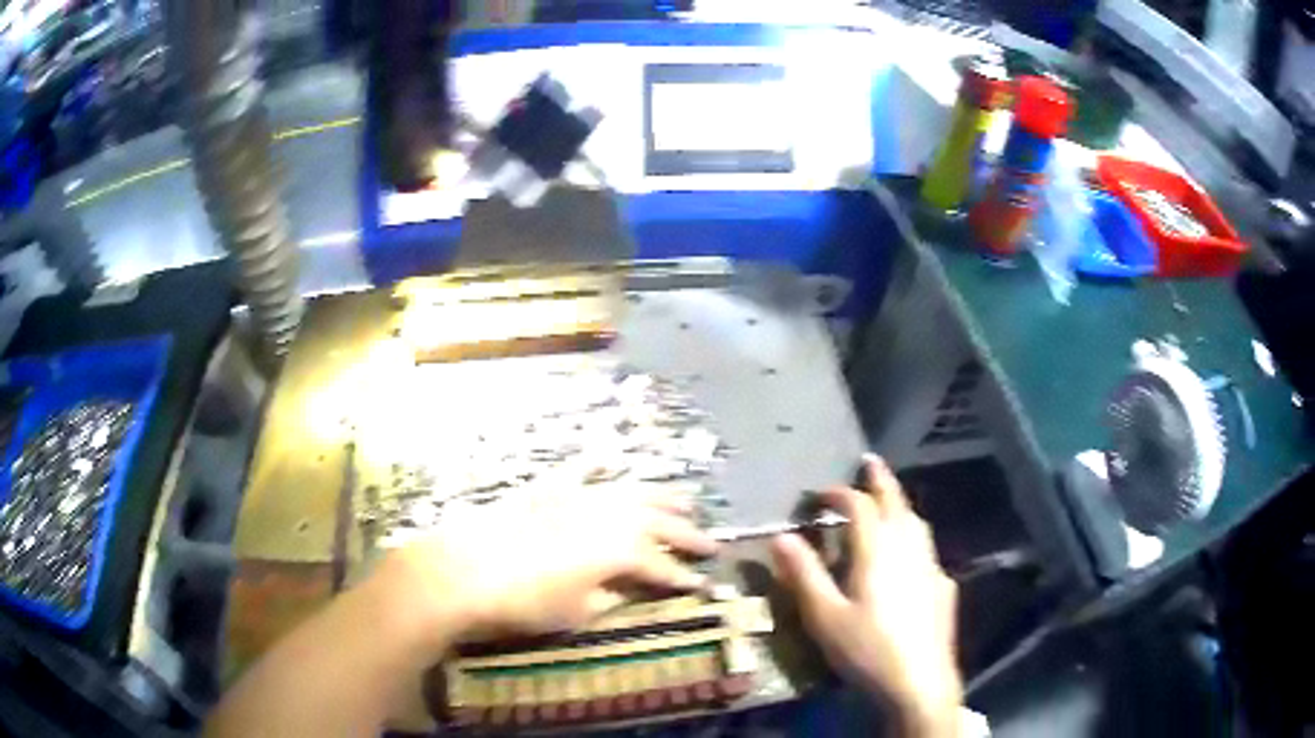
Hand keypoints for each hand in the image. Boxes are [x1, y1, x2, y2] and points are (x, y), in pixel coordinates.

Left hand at [375, 484, 718, 648]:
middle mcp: (609, 515)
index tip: (706, 585)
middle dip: (688, 533)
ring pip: (632, 491)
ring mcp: (580, 496)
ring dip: (663, 496)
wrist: (463, 570)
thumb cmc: (524, 602)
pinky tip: (614, 460)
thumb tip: (633, 588)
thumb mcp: (576, 611)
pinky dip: (604, 468)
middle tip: (712, 542)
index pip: (664, 566)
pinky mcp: (551, 488)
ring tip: (687, 498)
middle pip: (659, 522)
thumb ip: (612, 596)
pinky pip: (586, 472)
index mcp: (620, 550)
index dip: (685, 578)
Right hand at [771, 455, 961, 736]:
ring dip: (900, 505)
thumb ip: (804, 574)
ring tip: (889, 502)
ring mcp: (931, 566)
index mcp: (878, 550)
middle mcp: (909, 548)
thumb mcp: (824, 616)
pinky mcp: (943, 587)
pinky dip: (914, 538)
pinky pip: (927, 549)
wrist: (920, 681)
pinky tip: (909, 559)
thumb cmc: (866, 650)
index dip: (839, 494)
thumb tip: (781, 536)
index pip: (859, 506)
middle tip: (869, 462)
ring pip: (917, 523)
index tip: (819, 495)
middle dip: (881, 480)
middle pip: (896, 502)